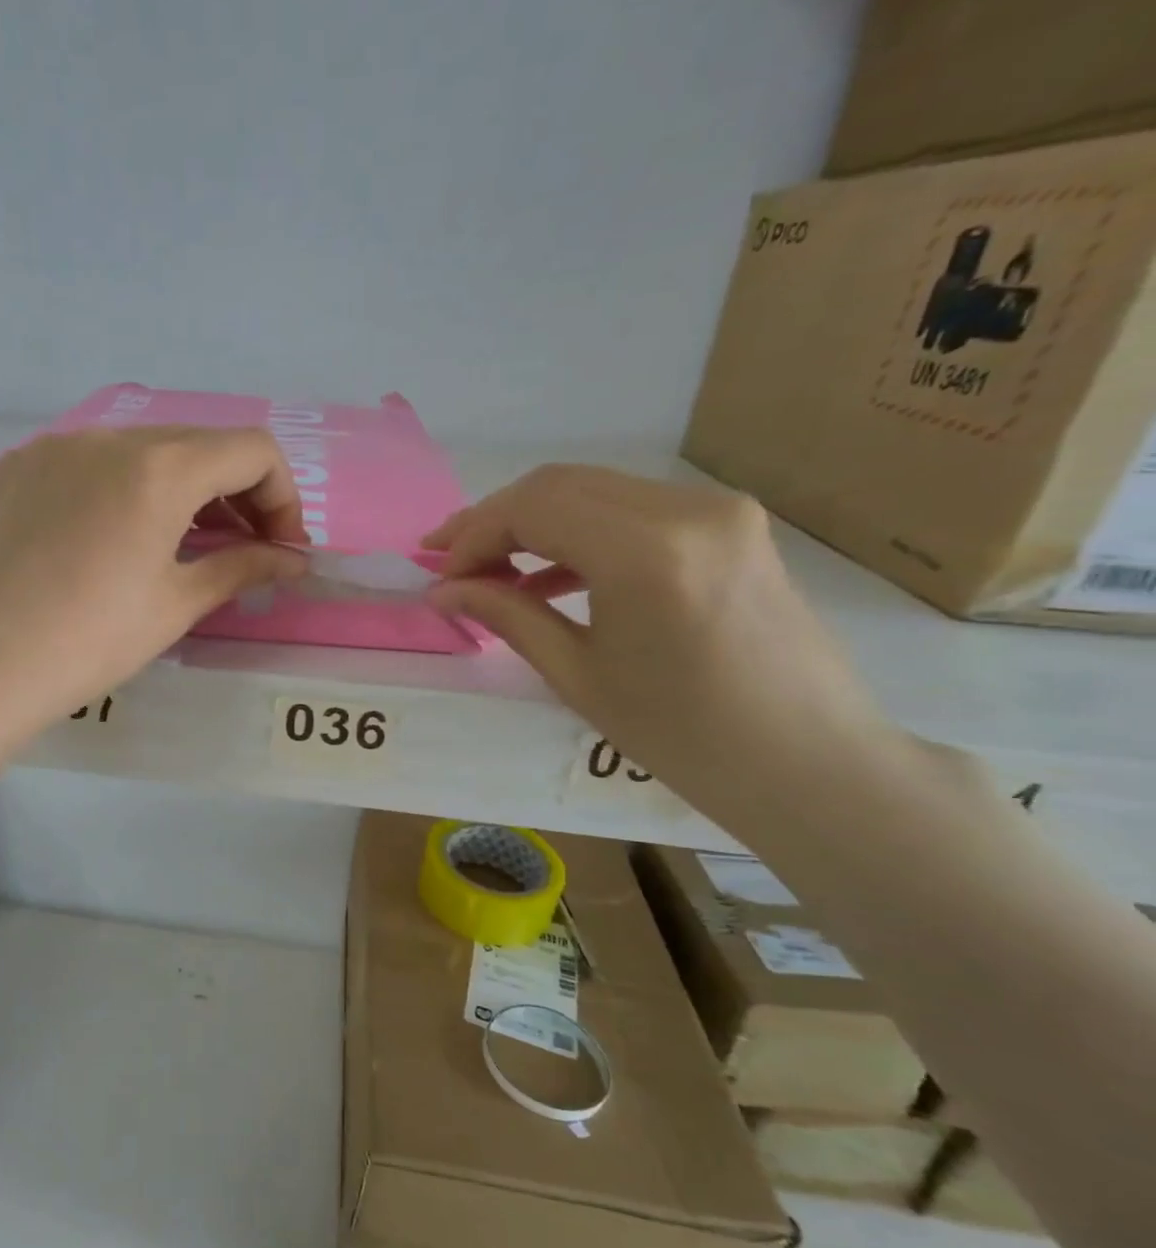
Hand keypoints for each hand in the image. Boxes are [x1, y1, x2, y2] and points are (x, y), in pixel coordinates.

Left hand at [0, 424, 308, 728]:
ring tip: (181, 541)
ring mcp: (56, 446)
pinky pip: (91, 462)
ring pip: (143, 450)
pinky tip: (112, 536)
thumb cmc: (91, 640)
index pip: (252, 451)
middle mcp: (109, 436)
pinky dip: (124, 487)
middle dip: (236, 492)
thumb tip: (294, 561)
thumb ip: (243, 568)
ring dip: (180, 487)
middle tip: (241, 547)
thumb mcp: (176, 605)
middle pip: (199, 444)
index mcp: (159, 468)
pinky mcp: (18, 466)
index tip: (279, 547)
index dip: (282, 496)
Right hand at [424, 464, 897, 832]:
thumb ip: (507, 615)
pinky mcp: (729, 523)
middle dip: (495, 520)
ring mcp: (716, 510)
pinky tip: (548, 573)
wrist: (808, 762)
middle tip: (451, 562)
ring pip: (594, 490)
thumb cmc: (683, 736)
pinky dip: (581, 531)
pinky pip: (632, 509)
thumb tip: (443, 590)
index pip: (533, 508)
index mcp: (646, 553)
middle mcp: (686, 509)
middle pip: (559, 485)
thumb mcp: (578, 676)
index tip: (440, 574)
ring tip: (490, 569)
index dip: (473, 535)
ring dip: (534, 523)